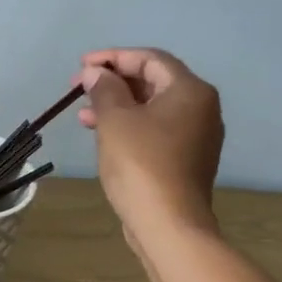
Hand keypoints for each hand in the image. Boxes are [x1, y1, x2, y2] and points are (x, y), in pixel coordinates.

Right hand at [76, 47, 224, 237]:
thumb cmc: (141, 164)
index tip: (82, 65)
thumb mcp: (115, 120)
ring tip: (83, 114)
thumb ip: (105, 89)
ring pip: (152, 107)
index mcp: (190, 91)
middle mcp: (201, 107)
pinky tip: (102, 134)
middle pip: (153, 81)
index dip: (113, 57)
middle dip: (113, 82)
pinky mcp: (186, 158)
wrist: (168, 223)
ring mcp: (196, 135)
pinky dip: (129, 124)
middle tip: (80, 88)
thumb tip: (98, 74)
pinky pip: (155, 128)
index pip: (149, 59)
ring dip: (117, 105)